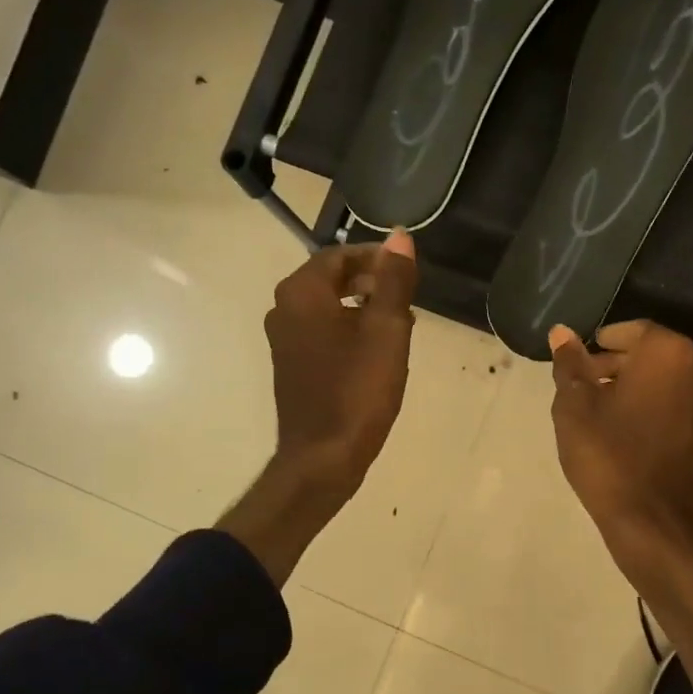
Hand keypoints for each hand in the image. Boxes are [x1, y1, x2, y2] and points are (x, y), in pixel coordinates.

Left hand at [263, 229, 418, 505]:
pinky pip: (322, 332)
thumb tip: (401, 237)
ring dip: (363, 308)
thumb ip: (394, 280)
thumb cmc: (358, 390)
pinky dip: (349, 330)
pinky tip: (377, 352)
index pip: (340, 255)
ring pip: (329, 307)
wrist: (323, 456)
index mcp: (301, 293)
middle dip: (372, 283)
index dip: (377, 258)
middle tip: (408, 299)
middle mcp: (283, 309)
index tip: (408, 271)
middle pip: (332, 279)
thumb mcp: (387, 330)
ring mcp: (284, 340)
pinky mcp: (291, 365)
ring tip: (400, 325)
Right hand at [548, 320, 692, 587]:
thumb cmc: (607, 455)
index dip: (604, 341)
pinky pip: (674, 408)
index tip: (582, 359)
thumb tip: (561, 332)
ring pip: (664, 382)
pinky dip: (650, 409)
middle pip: (652, 355)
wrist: (651, 521)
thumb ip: (570, 365)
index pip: (634, 330)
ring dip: (633, 388)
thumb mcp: (574, 407)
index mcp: (667, 354)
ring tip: (598, 411)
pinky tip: (622, 433)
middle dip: (616, 365)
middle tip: (583, 385)